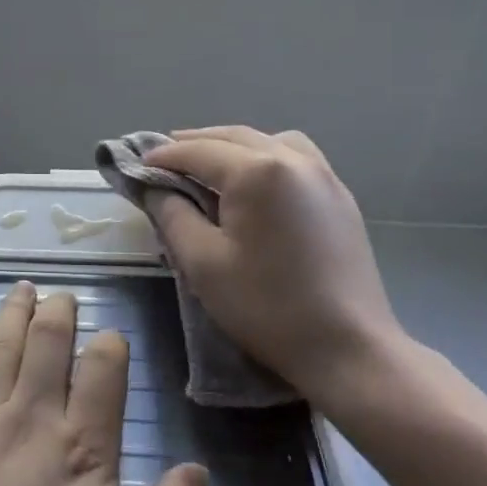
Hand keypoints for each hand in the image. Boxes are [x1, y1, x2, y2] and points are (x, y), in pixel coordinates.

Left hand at [0, 281, 207, 485]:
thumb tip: (198, 469)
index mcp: (81, 450)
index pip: (103, 374)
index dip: (109, 347)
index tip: (109, 335)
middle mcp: (31, 418)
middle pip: (48, 345)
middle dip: (58, 314)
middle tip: (62, 296)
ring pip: (2, 345)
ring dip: (15, 312)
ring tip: (23, 289)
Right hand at [145, 126, 409, 412]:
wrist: (349, 349)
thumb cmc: (267, 307)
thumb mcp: (202, 263)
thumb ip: (172, 215)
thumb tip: (154, 187)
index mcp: (257, 171)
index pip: (198, 151)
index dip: (163, 155)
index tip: (137, 164)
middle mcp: (293, 159)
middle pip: (233, 136)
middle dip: (195, 143)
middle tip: (164, 157)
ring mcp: (324, 175)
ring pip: (268, 140)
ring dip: (233, 145)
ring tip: (209, 164)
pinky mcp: (341, 197)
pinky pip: (296, 157)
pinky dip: (265, 156)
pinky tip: (255, 182)